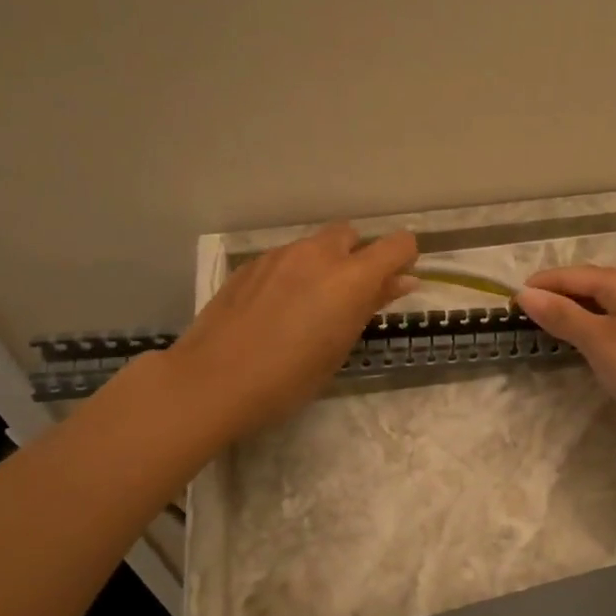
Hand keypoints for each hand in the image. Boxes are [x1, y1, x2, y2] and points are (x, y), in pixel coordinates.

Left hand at [165, 223, 418, 442]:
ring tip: (307, 307)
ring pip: (315, 245)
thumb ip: (372, 305)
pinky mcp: (251, 264)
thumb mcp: (340, 346)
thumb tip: (402, 281)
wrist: (212, 380)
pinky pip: (285, 258)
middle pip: (351, 235)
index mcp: (351, 277)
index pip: (397, 244)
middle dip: (357, 257)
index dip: (403, 260)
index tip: (395, 283)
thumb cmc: (289, 377)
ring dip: (323, 265)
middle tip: (347, 298)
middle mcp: (318, 254)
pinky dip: (292, 274)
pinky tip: (275, 310)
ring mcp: (280, 255)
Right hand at [515, 266, 615, 454]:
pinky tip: (579, 341)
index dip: (540, 286)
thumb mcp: (598, 340)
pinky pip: (613, 320)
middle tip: (522, 316)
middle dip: (555, 297)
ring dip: (572, 312)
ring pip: (600, 304)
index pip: (572, 275)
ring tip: (543, 327)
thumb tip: (524, 294)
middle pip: (587, 285)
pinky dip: (591, 326)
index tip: (508, 301)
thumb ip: (561, 314)